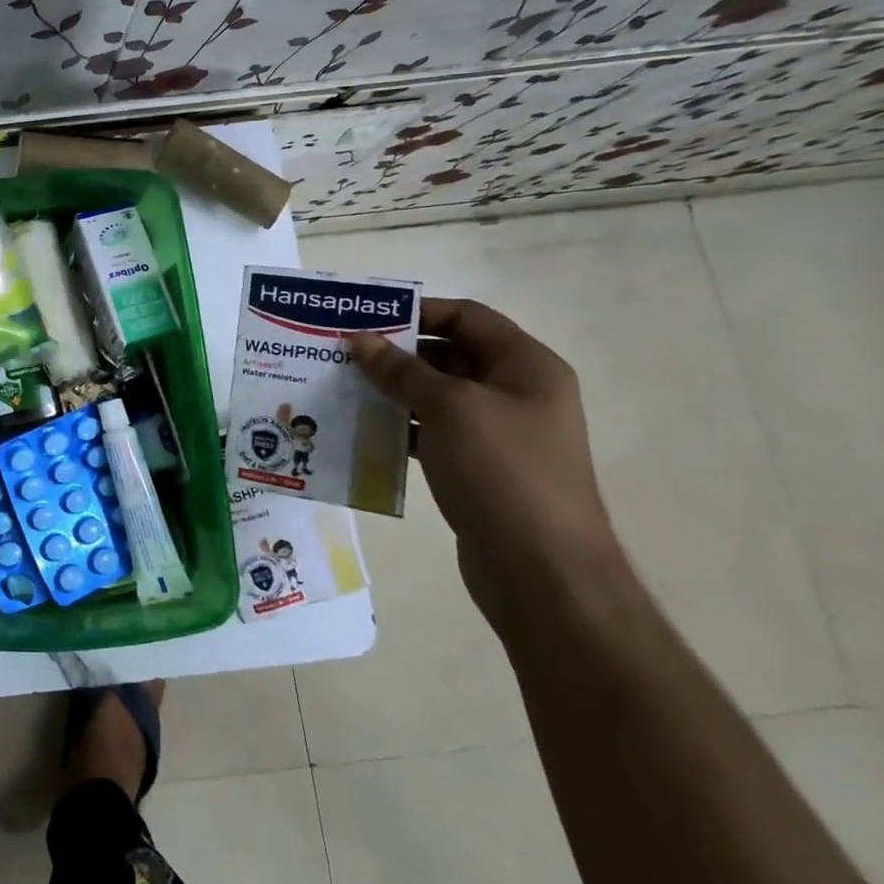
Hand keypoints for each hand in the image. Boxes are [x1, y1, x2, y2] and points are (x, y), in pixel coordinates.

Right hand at [348, 298, 626, 626]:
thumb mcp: (448, 408)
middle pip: (449, 354)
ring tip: (341, 386)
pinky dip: (398, 426)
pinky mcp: (478, 467)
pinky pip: (432, 432)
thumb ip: (401, 369)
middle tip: (342, 352)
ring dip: (391, 390)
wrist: (543, 572)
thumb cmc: (503, 471)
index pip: (467, 317)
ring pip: (435, 395)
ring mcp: (499, 433)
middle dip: (396, 352)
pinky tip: (360, 428)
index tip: (366, 318)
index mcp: (526, 367)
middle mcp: (516, 393)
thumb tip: (360, 339)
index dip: (417, 310)